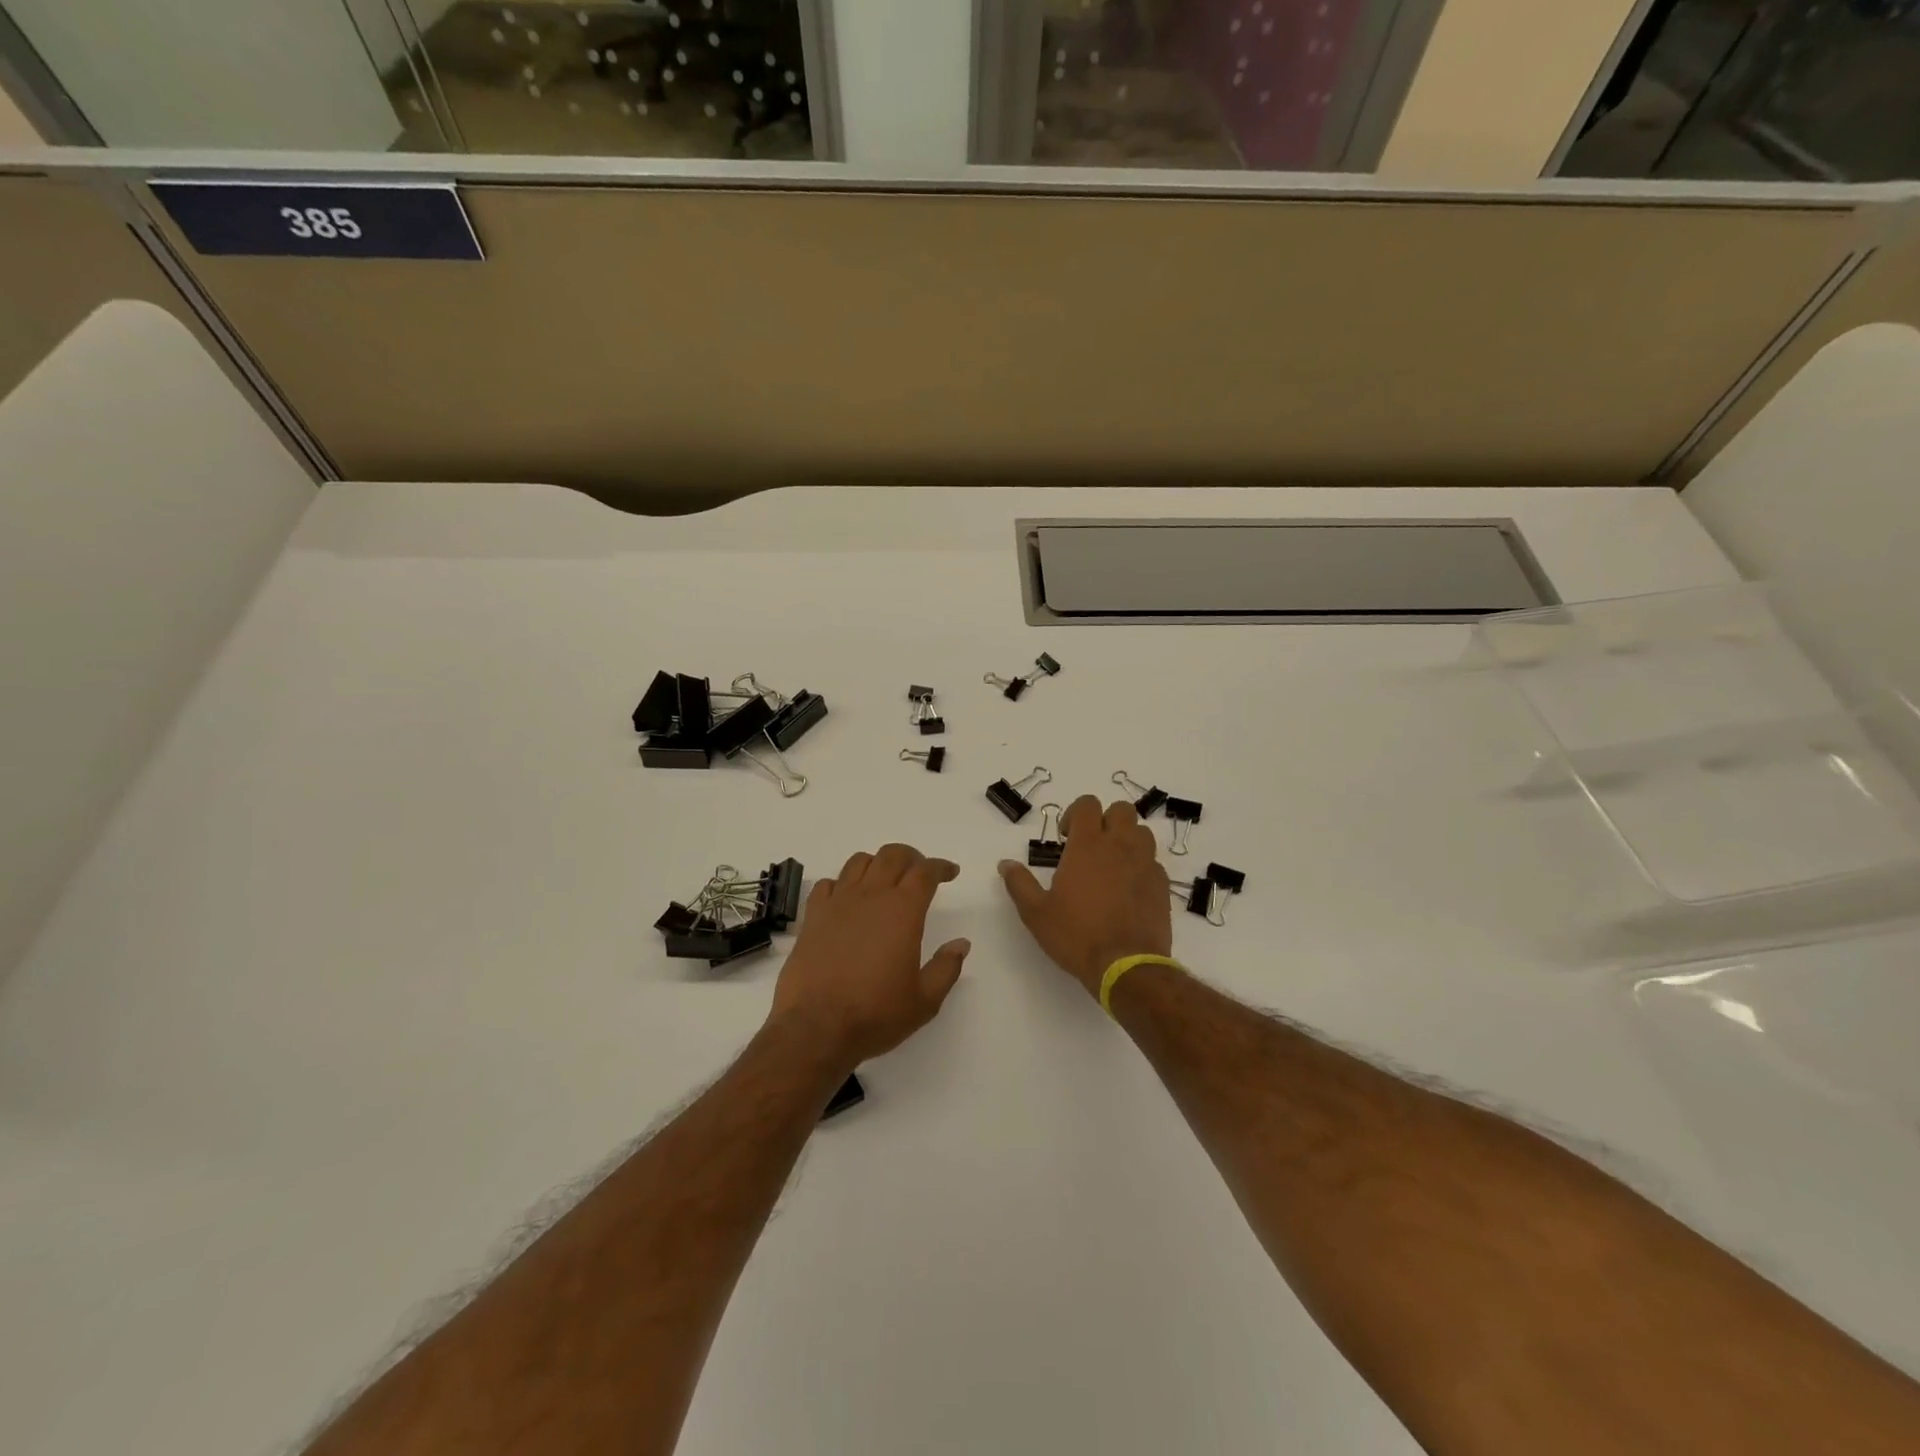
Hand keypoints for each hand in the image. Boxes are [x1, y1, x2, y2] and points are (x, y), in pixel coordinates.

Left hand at [769, 844, 969, 1066]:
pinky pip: (828, 884)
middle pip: (892, 855)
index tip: (950, 873)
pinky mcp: (812, 916)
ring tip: (885, 881)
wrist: (816, 1028)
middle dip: (911, 857)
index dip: (941, 867)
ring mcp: (838, 903)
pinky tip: (847, 900)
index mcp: (902, 910)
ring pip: (859, 862)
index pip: (925, 872)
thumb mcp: (924, 1000)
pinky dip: (843, 884)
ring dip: (878, 863)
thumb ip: (946, 967)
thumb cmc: (876, 1014)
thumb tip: (961, 944)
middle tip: (920, 872)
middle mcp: (870, 896)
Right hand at [999, 796, 1171, 996]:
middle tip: (1091, 845)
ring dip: (1127, 839)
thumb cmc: (1076, 935)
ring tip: (1112, 863)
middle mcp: (1119, 846)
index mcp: (1087, 845)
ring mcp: (1145, 864)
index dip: (1075, 813)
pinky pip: (1154, 861)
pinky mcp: (1162, 885)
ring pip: (1142, 832)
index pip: (1087, 804)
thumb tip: (1005, 864)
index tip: (1065, 837)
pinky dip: (1142, 866)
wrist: (1126, 965)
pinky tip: (1129, 888)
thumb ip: (1020, 884)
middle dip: (1106, 819)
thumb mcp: (1036, 913)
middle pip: (1121, 810)